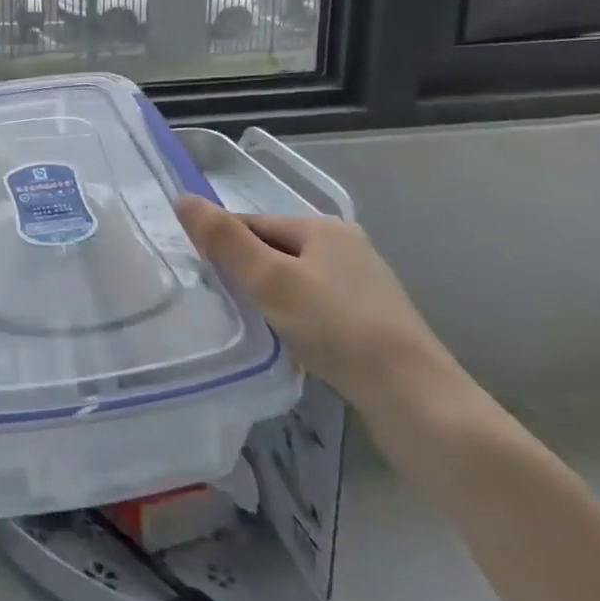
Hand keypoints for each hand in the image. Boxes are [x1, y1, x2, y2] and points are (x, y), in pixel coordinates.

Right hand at [175, 198, 464, 422]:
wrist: (417, 402)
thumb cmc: (337, 329)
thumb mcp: (270, 280)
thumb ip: (225, 240)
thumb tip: (182, 199)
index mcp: (324, 227)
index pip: (253, 223)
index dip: (222, 245)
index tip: (198, 276)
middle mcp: (347, 248)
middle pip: (274, 250)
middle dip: (245, 274)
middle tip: (218, 303)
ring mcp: (363, 287)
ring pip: (294, 282)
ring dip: (268, 299)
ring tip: (248, 326)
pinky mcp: (372, 323)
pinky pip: (315, 308)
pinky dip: (294, 320)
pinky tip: (286, 344)